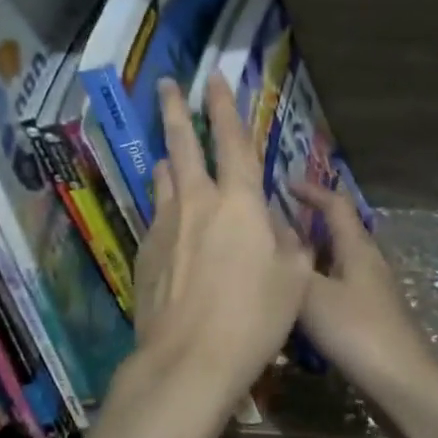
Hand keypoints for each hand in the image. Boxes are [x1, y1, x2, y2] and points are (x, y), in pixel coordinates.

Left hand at [131, 74, 313, 409]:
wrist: (188, 359)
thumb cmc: (253, 318)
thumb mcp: (293, 279)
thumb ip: (287, 242)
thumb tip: (275, 224)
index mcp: (238, 202)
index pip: (232, 140)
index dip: (224, 106)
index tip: (214, 78)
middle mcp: (196, 202)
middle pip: (182, 144)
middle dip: (175, 110)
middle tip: (166, 85)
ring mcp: (164, 225)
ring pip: (163, 179)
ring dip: (168, 161)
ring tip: (168, 155)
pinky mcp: (144, 252)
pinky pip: (157, 217)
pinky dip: (166, 209)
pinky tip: (173, 227)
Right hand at [292, 179, 437, 437]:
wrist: (402, 385)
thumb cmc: (357, 331)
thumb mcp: (312, 294)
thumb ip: (290, 263)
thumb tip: (270, 232)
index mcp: (356, 248)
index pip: (335, 204)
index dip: (311, 191)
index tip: (283, 183)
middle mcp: (367, 263)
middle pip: (337, 231)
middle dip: (307, 223)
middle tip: (272, 224)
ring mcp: (371, 291)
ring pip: (335, 262)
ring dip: (309, 256)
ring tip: (277, 261)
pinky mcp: (370, 317)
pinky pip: (336, 288)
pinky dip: (315, 285)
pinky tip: (296, 303)